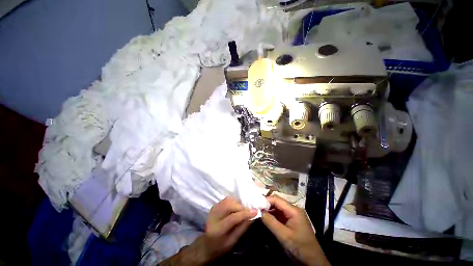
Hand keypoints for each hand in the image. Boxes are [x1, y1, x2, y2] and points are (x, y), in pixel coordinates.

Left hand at [200, 197, 256, 260]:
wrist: (206, 244)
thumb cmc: (221, 246)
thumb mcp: (233, 242)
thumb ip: (242, 228)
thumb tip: (252, 216)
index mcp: (217, 230)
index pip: (232, 218)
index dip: (245, 214)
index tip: (256, 211)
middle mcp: (214, 216)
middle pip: (229, 206)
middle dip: (241, 207)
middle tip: (249, 211)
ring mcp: (213, 209)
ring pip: (228, 200)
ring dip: (238, 203)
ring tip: (243, 209)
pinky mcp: (214, 206)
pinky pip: (226, 199)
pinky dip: (233, 201)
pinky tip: (237, 206)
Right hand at [261, 195, 329, 265]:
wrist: (313, 262)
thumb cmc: (299, 247)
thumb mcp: (283, 235)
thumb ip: (270, 222)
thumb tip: (258, 211)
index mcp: (294, 210)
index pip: (277, 199)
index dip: (266, 200)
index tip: (256, 205)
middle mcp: (293, 209)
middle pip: (277, 202)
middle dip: (266, 205)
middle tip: (256, 209)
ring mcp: (293, 215)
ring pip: (278, 208)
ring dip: (268, 210)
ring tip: (259, 213)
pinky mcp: (291, 220)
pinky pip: (280, 214)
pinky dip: (272, 215)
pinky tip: (266, 218)